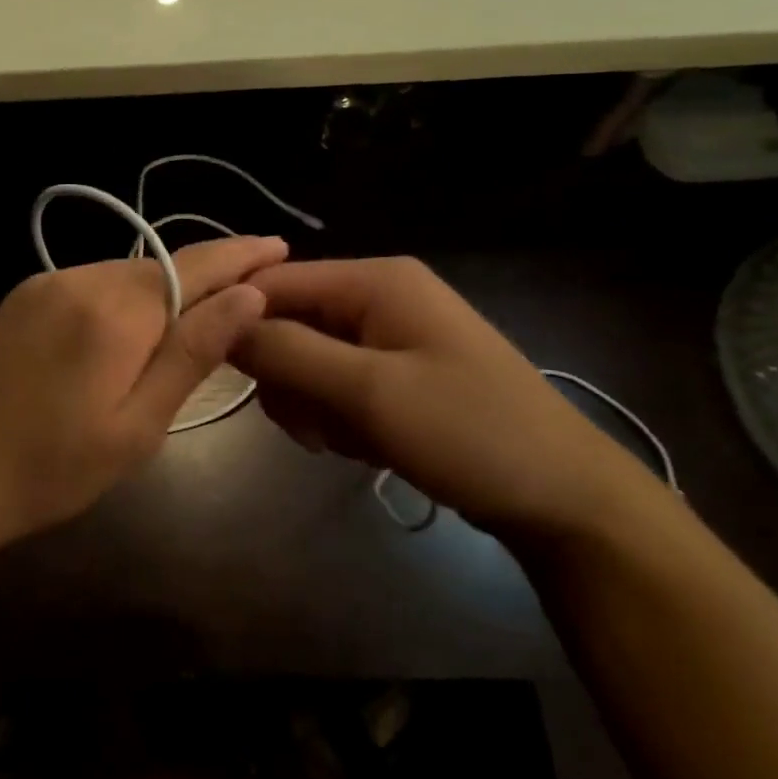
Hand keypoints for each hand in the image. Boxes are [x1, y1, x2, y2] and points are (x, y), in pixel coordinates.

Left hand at [0, 235, 286, 557]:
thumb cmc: (55, 469)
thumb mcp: (139, 425)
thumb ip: (193, 353)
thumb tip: (249, 294)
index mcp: (114, 312)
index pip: (194, 266)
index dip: (240, 255)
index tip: (279, 246)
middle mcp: (80, 279)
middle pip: (161, 266)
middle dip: (208, 272)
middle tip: (251, 284)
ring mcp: (46, 283)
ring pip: (126, 273)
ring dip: (165, 287)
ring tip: (200, 309)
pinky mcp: (25, 295)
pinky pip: (92, 282)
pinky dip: (125, 295)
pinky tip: (135, 322)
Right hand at [233, 257, 650, 540]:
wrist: (563, 499)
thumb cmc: (468, 432)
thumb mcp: (368, 391)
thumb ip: (288, 351)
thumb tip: (220, 324)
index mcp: (375, 280)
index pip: (274, 282)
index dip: (237, 320)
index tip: (214, 370)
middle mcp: (377, 296)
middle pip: (288, 322)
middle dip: (285, 375)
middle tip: (307, 423)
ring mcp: (388, 337)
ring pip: (306, 359)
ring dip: (309, 402)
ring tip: (340, 439)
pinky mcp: (394, 374)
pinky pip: (334, 384)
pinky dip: (334, 416)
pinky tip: (361, 444)